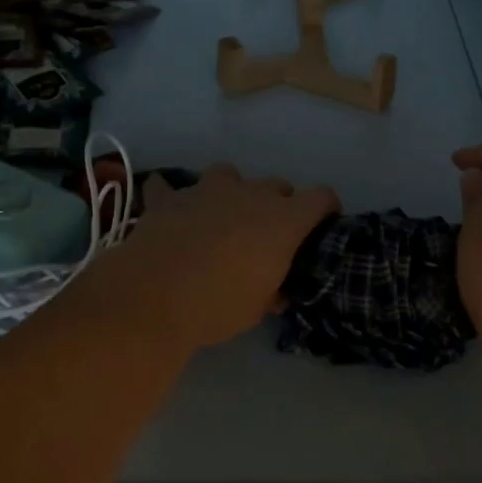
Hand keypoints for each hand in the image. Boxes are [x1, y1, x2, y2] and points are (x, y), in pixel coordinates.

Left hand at [91, 163, 339, 356]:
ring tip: (222, 216)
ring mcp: (208, 190)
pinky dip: (172, 197)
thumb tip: (277, 291)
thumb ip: (273, 290)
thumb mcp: (258, 308)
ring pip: (229, 174)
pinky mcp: (170, 198)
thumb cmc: (218, 306)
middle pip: (277, 185)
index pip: (321, 197)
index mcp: (283, 219)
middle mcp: (251, 194)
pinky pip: (170, 187)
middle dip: (278, 204)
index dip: (326, 208)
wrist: (155, 298)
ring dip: (231, 191)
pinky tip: (170, 211)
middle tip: (267, 234)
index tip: (324, 224)